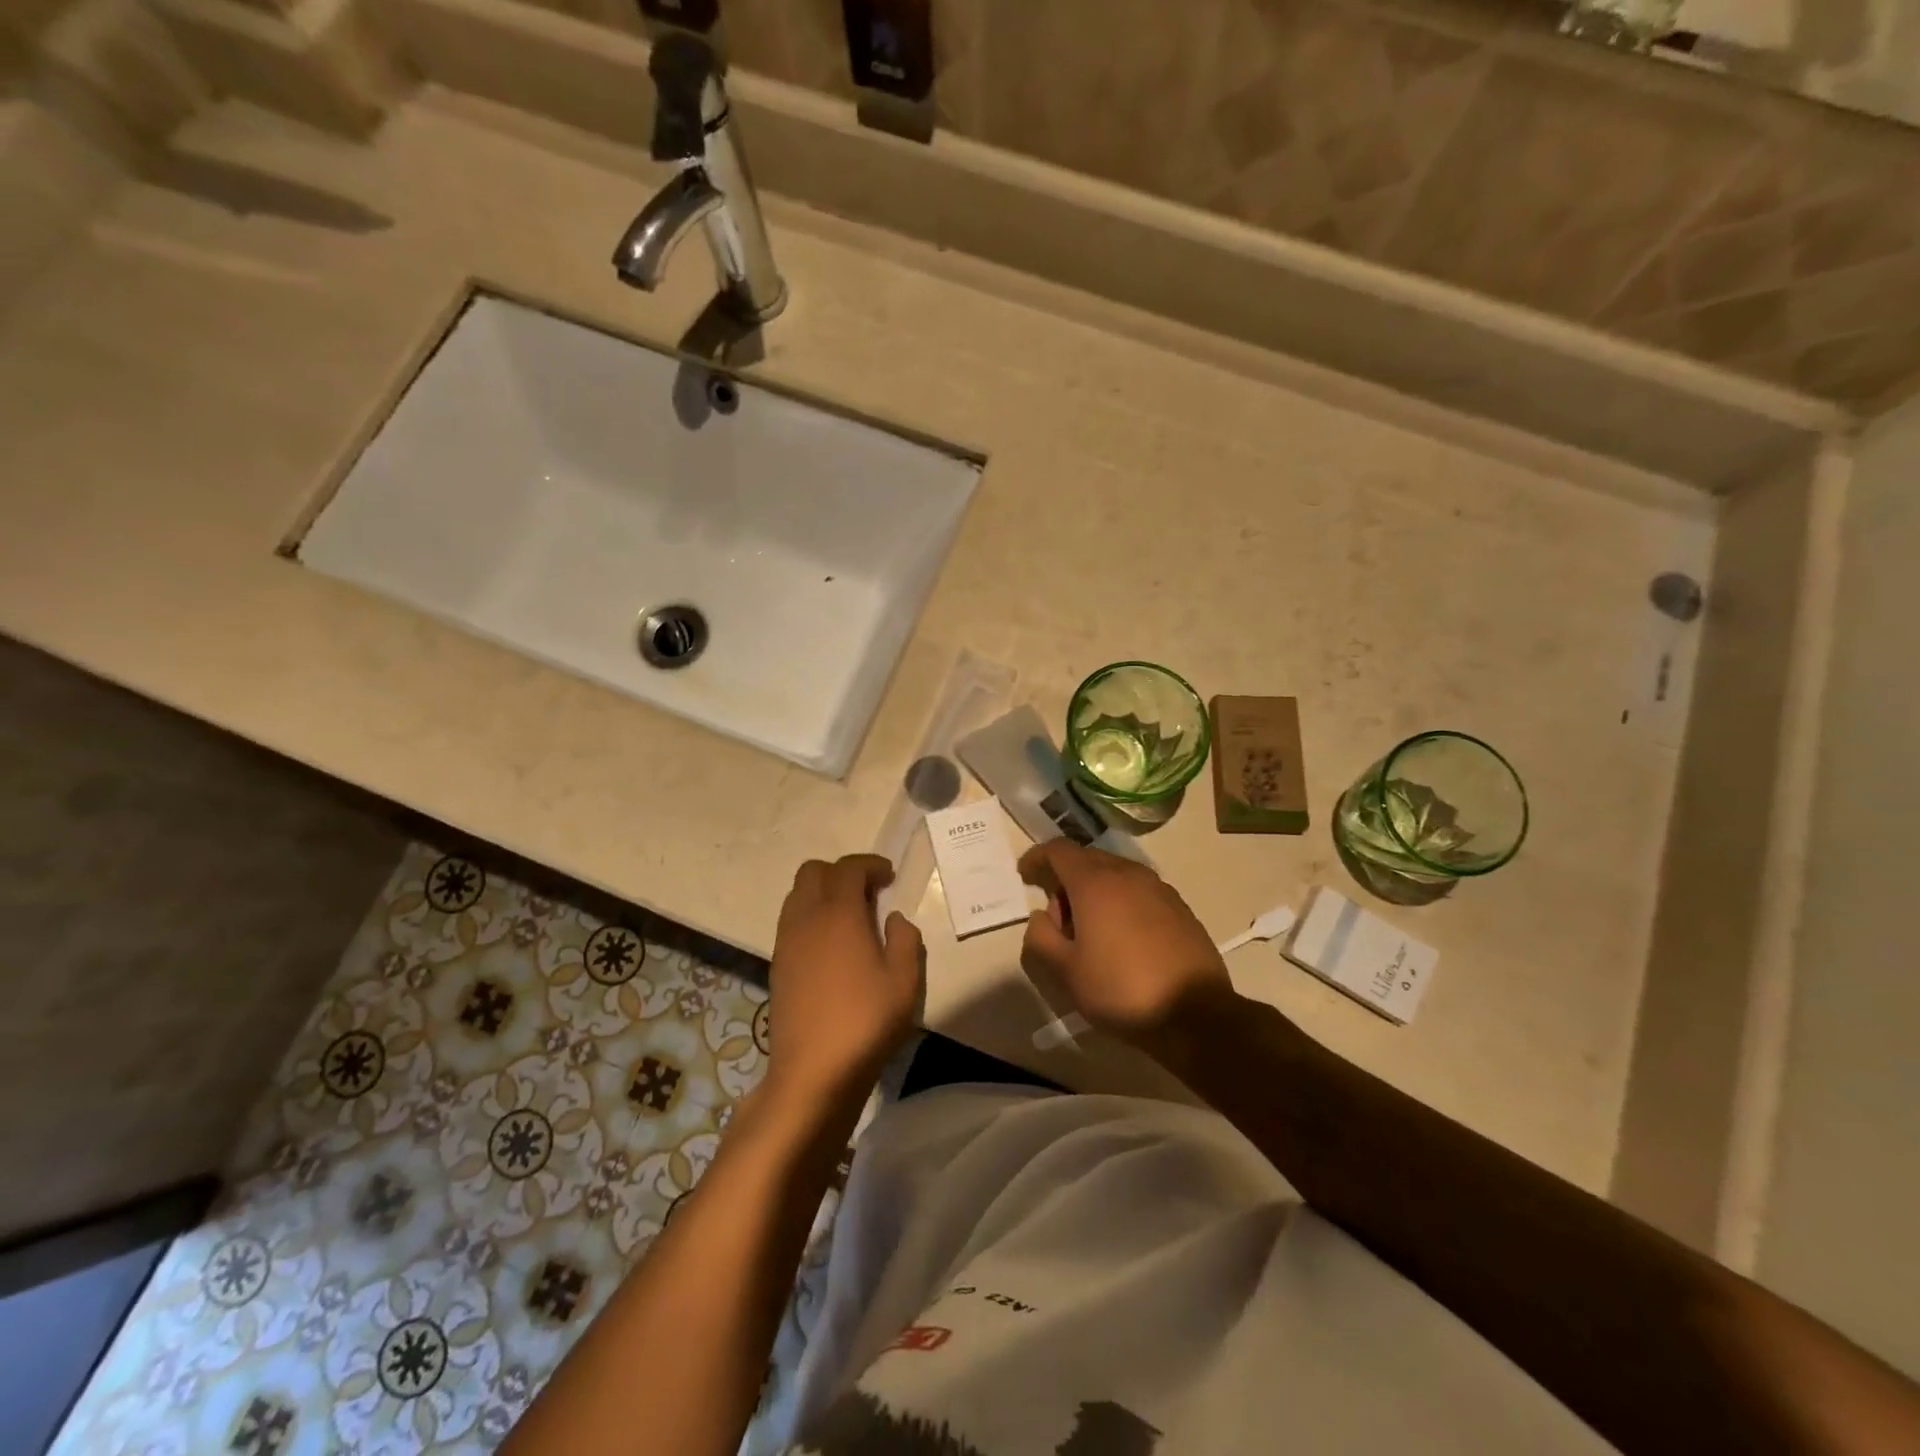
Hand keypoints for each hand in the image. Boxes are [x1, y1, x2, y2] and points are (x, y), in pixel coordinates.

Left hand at [765, 855, 923, 1106]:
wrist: (812, 1072)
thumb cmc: (865, 1022)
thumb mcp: (904, 981)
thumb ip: (905, 940)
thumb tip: (893, 919)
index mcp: (839, 913)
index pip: (848, 868)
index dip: (870, 865)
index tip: (889, 876)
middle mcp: (806, 918)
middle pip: (813, 871)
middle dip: (841, 872)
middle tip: (869, 893)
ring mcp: (786, 941)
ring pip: (797, 894)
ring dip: (823, 893)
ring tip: (850, 918)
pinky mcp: (777, 965)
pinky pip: (791, 921)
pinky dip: (811, 916)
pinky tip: (832, 945)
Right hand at [1018, 840, 1233, 1049]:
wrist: (1196, 1015)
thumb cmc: (1121, 990)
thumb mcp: (1066, 971)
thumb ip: (1041, 937)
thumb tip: (1042, 917)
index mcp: (1095, 883)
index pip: (1058, 850)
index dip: (1037, 858)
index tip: (1025, 875)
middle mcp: (1128, 874)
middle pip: (1087, 860)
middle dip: (1065, 880)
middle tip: (1057, 920)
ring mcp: (1158, 888)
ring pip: (1115, 874)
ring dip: (1094, 891)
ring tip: (1090, 933)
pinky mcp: (1179, 907)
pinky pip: (1138, 891)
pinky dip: (1120, 902)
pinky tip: (1122, 939)